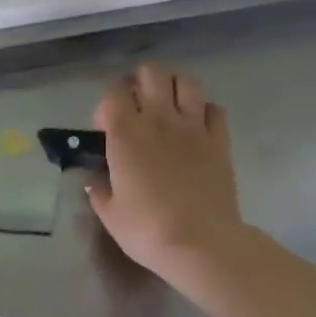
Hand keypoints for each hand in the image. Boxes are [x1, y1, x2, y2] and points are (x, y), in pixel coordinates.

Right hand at [87, 64, 245, 278]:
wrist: (200, 243)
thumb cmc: (146, 229)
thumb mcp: (110, 214)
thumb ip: (99, 192)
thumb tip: (95, 183)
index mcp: (126, 134)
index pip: (113, 93)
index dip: (106, 104)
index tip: (103, 127)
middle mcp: (159, 120)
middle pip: (151, 73)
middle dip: (140, 81)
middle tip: (135, 103)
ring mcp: (194, 127)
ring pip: (186, 81)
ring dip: (173, 86)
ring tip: (166, 104)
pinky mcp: (220, 141)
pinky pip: (214, 109)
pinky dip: (203, 110)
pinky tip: (196, 126)